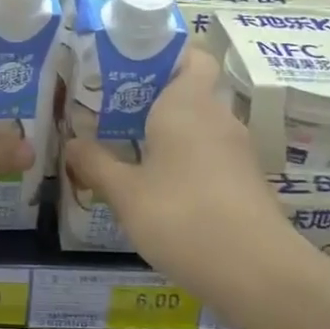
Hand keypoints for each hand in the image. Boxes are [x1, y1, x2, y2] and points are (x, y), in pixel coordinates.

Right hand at [63, 46, 296, 291]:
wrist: (257, 273)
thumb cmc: (182, 217)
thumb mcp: (125, 193)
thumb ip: (95, 163)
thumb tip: (72, 142)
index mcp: (188, 104)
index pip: (191, 56)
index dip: (164, 55)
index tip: (128, 68)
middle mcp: (217, 118)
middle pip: (188, 92)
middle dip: (151, 100)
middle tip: (110, 113)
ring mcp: (237, 151)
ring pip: (198, 127)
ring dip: (167, 134)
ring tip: (126, 150)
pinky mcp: (246, 182)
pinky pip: (210, 156)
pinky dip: (185, 162)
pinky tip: (158, 189)